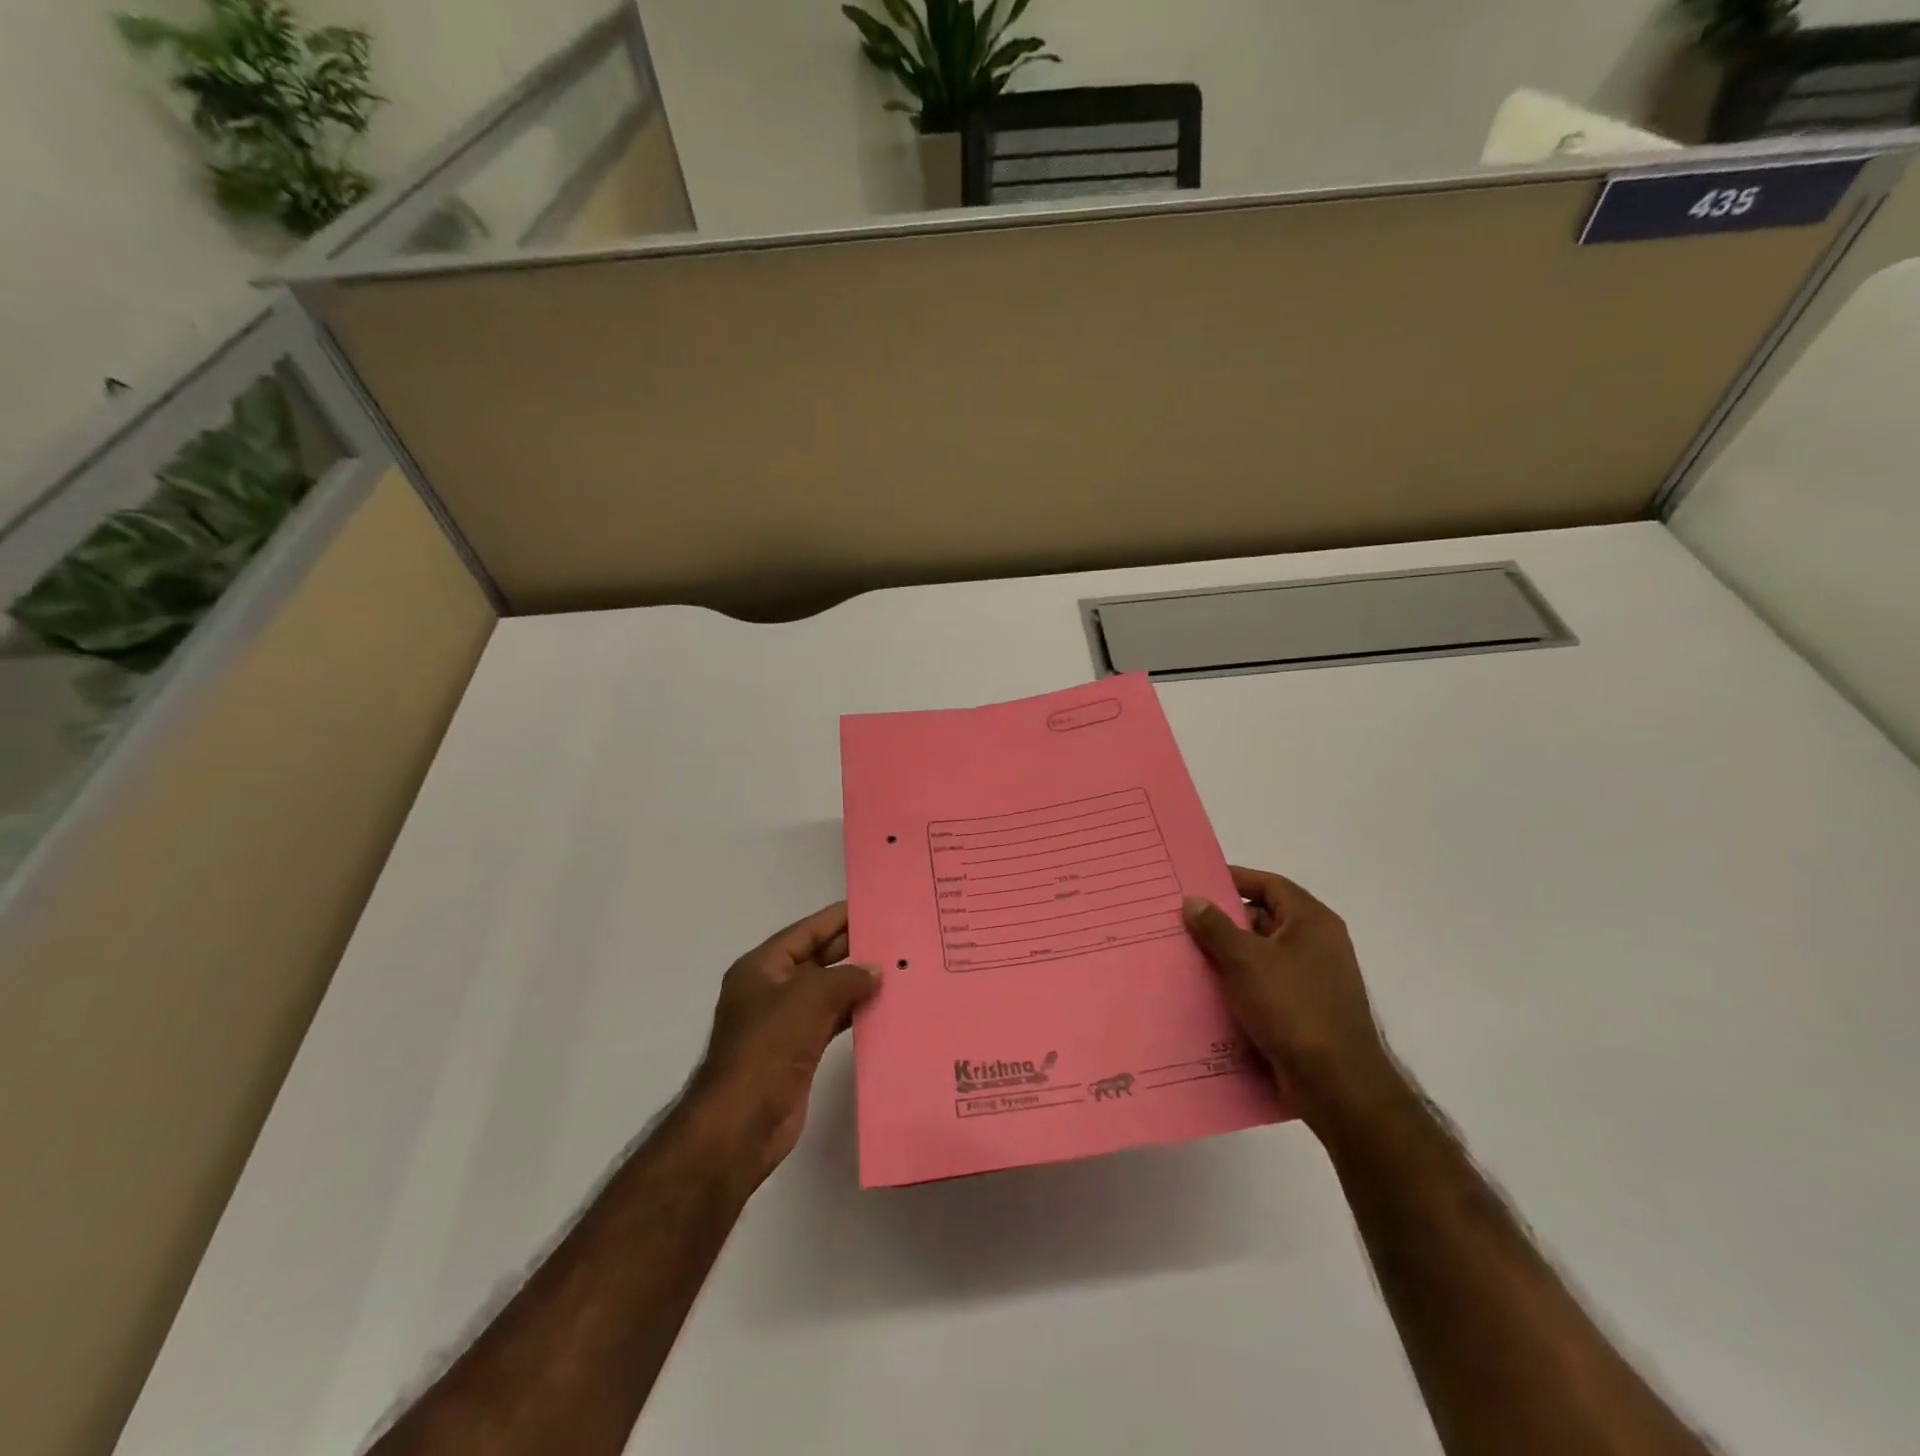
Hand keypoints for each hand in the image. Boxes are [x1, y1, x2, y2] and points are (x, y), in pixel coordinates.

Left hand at [690, 902, 879, 1188]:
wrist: (741, 1122)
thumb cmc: (769, 1046)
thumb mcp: (809, 997)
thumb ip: (847, 977)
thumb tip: (876, 971)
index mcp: (762, 967)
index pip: (806, 932)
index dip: (838, 918)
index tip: (873, 908)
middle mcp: (771, 990)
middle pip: (817, 959)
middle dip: (852, 949)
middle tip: (895, 938)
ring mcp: (784, 1023)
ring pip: (827, 992)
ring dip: (857, 983)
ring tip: (898, 970)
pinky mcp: (798, 1052)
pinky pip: (831, 1021)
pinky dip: (854, 1013)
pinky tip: (883, 1008)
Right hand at [1183, 867, 1398, 1130]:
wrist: (1337, 1086)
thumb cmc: (1292, 1008)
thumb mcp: (1245, 961)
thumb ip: (1215, 927)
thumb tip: (1193, 900)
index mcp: (1312, 922)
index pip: (1269, 885)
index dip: (1234, 879)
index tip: (1197, 883)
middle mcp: (1318, 945)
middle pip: (1264, 919)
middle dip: (1224, 921)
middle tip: (1183, 922)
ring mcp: (1314, 980)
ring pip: (1262, 956)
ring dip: (1229, 956)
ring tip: (1187, 956)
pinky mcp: (1306, 1012)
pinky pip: (1266, 986)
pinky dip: (1240, 985)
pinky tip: (1209, 993)